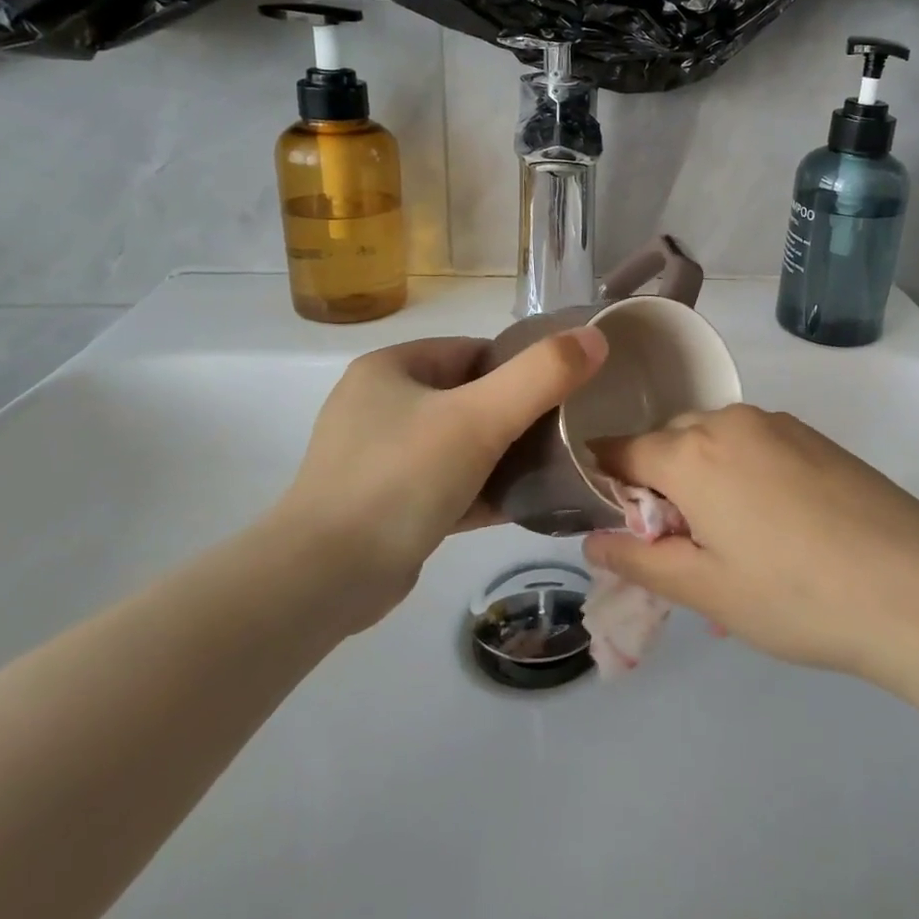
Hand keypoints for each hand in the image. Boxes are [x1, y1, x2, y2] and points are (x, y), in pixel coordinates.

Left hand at [272, 327, 607, 617]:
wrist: (323, 582)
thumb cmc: (401, 479)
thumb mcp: (479, 418)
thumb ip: (541, 375)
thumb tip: (596, 337)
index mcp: (391, 369)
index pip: (474, 352)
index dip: (521, 369)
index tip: (563, 395)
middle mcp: (380, 405)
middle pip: (470, 398)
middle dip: (517, 416)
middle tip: (564, 436)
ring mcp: (379, 458)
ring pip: (460, 444)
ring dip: (503, 456)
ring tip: (554, 469)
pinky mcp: (386, 505)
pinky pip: (447, 484)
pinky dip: (482, 490)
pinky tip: (524, 504)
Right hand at [582, 405, 918, 686]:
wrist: (917, 587)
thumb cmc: (796, 595)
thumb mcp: (707, 589)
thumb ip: (640, 558)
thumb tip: (592, 538)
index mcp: (693, 453)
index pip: (623, 448)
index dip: (604, 478)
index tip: (608, 517)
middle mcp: (731, 421)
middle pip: (670, 440)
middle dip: (658, 482)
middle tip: (677, 545)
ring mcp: (778, 424)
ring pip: (715, 441)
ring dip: (702, 477)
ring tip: (728, 541)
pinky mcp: (814, 437)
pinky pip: (754, 444)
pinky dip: (740, 472)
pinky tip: (772, 525)